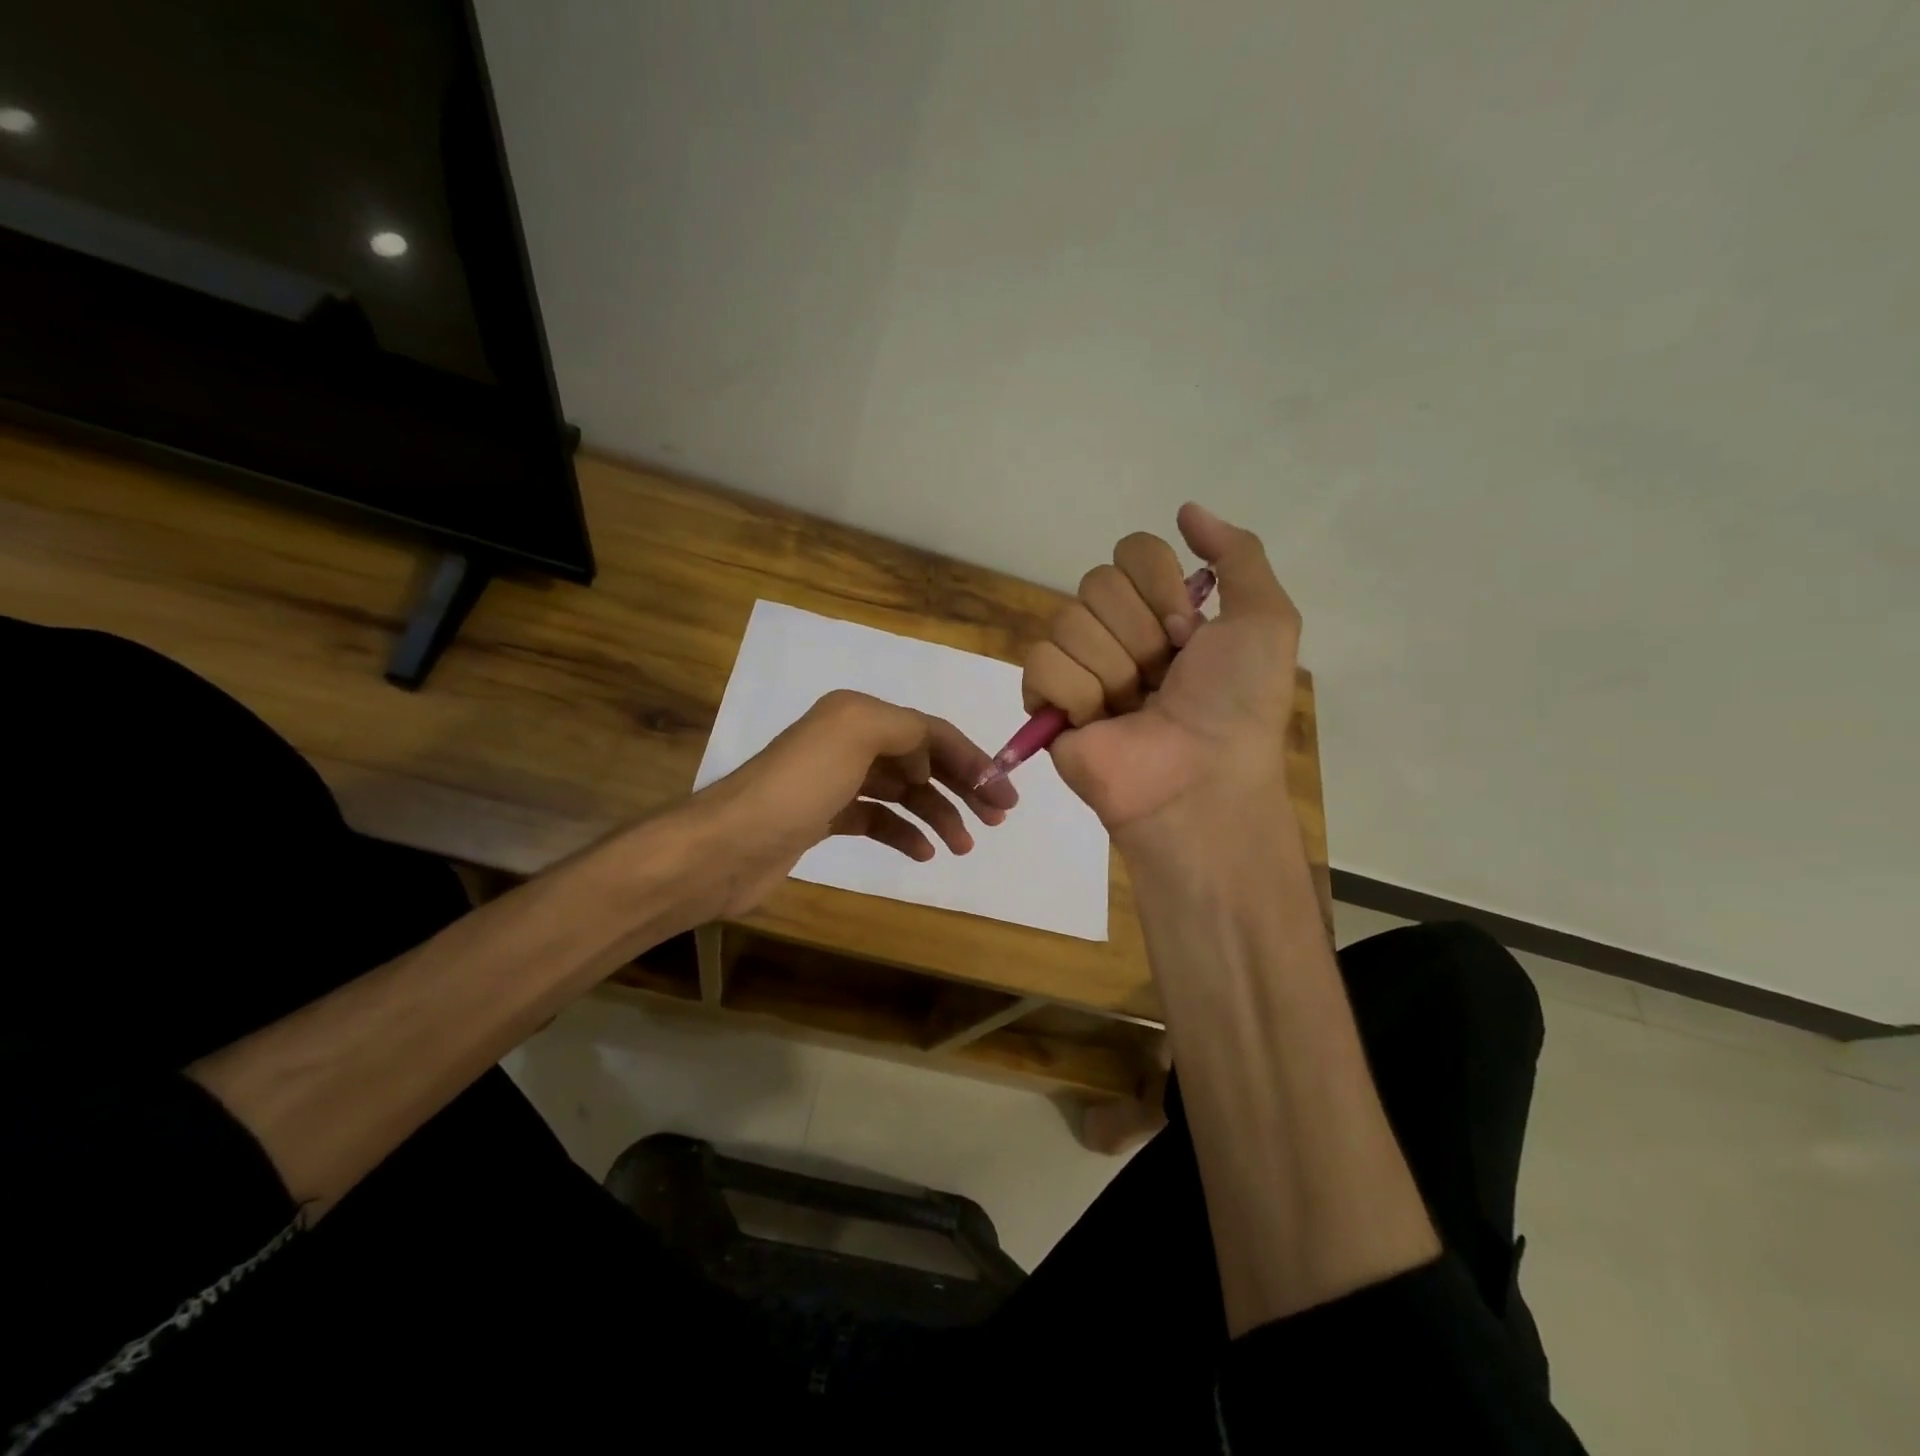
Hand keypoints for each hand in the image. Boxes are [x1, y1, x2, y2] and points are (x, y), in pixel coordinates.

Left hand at [690, 689, 1017, 918]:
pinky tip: (924, 853)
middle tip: (997, 819)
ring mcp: (835, 782)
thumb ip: (906, 729)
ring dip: (939, 814)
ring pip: (904, 793)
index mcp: (858, 715)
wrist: (729, 846)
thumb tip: (930, 754)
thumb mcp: (856, 733)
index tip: (1004, 795)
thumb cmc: (798, 788)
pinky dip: (905, 833)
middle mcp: (848, 741)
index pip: (930, 731)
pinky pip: (879, 820)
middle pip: (922, 760)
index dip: (972, 759)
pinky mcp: (825, 818)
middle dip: (963, 786)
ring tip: (964, 845)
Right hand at [1022, 503, 1299, 850]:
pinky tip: (1098, 722)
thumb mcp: (1266, 620)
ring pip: (1068, 622)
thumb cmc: (1238, 704)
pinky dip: (1076, 693)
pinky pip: (1041, 663)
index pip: (1132, 552)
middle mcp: (1118, 633)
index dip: (1160, 586)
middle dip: (1139, 634)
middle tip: (1163, 678)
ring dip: (1114, 669)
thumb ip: (1237, 553)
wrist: (1201, 780)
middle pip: (1097, 583)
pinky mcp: (1047, 703)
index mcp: (1162, 612)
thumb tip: (1186, 509)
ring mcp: (1079, 668)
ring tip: (1134, 708)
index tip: (1187, 632)